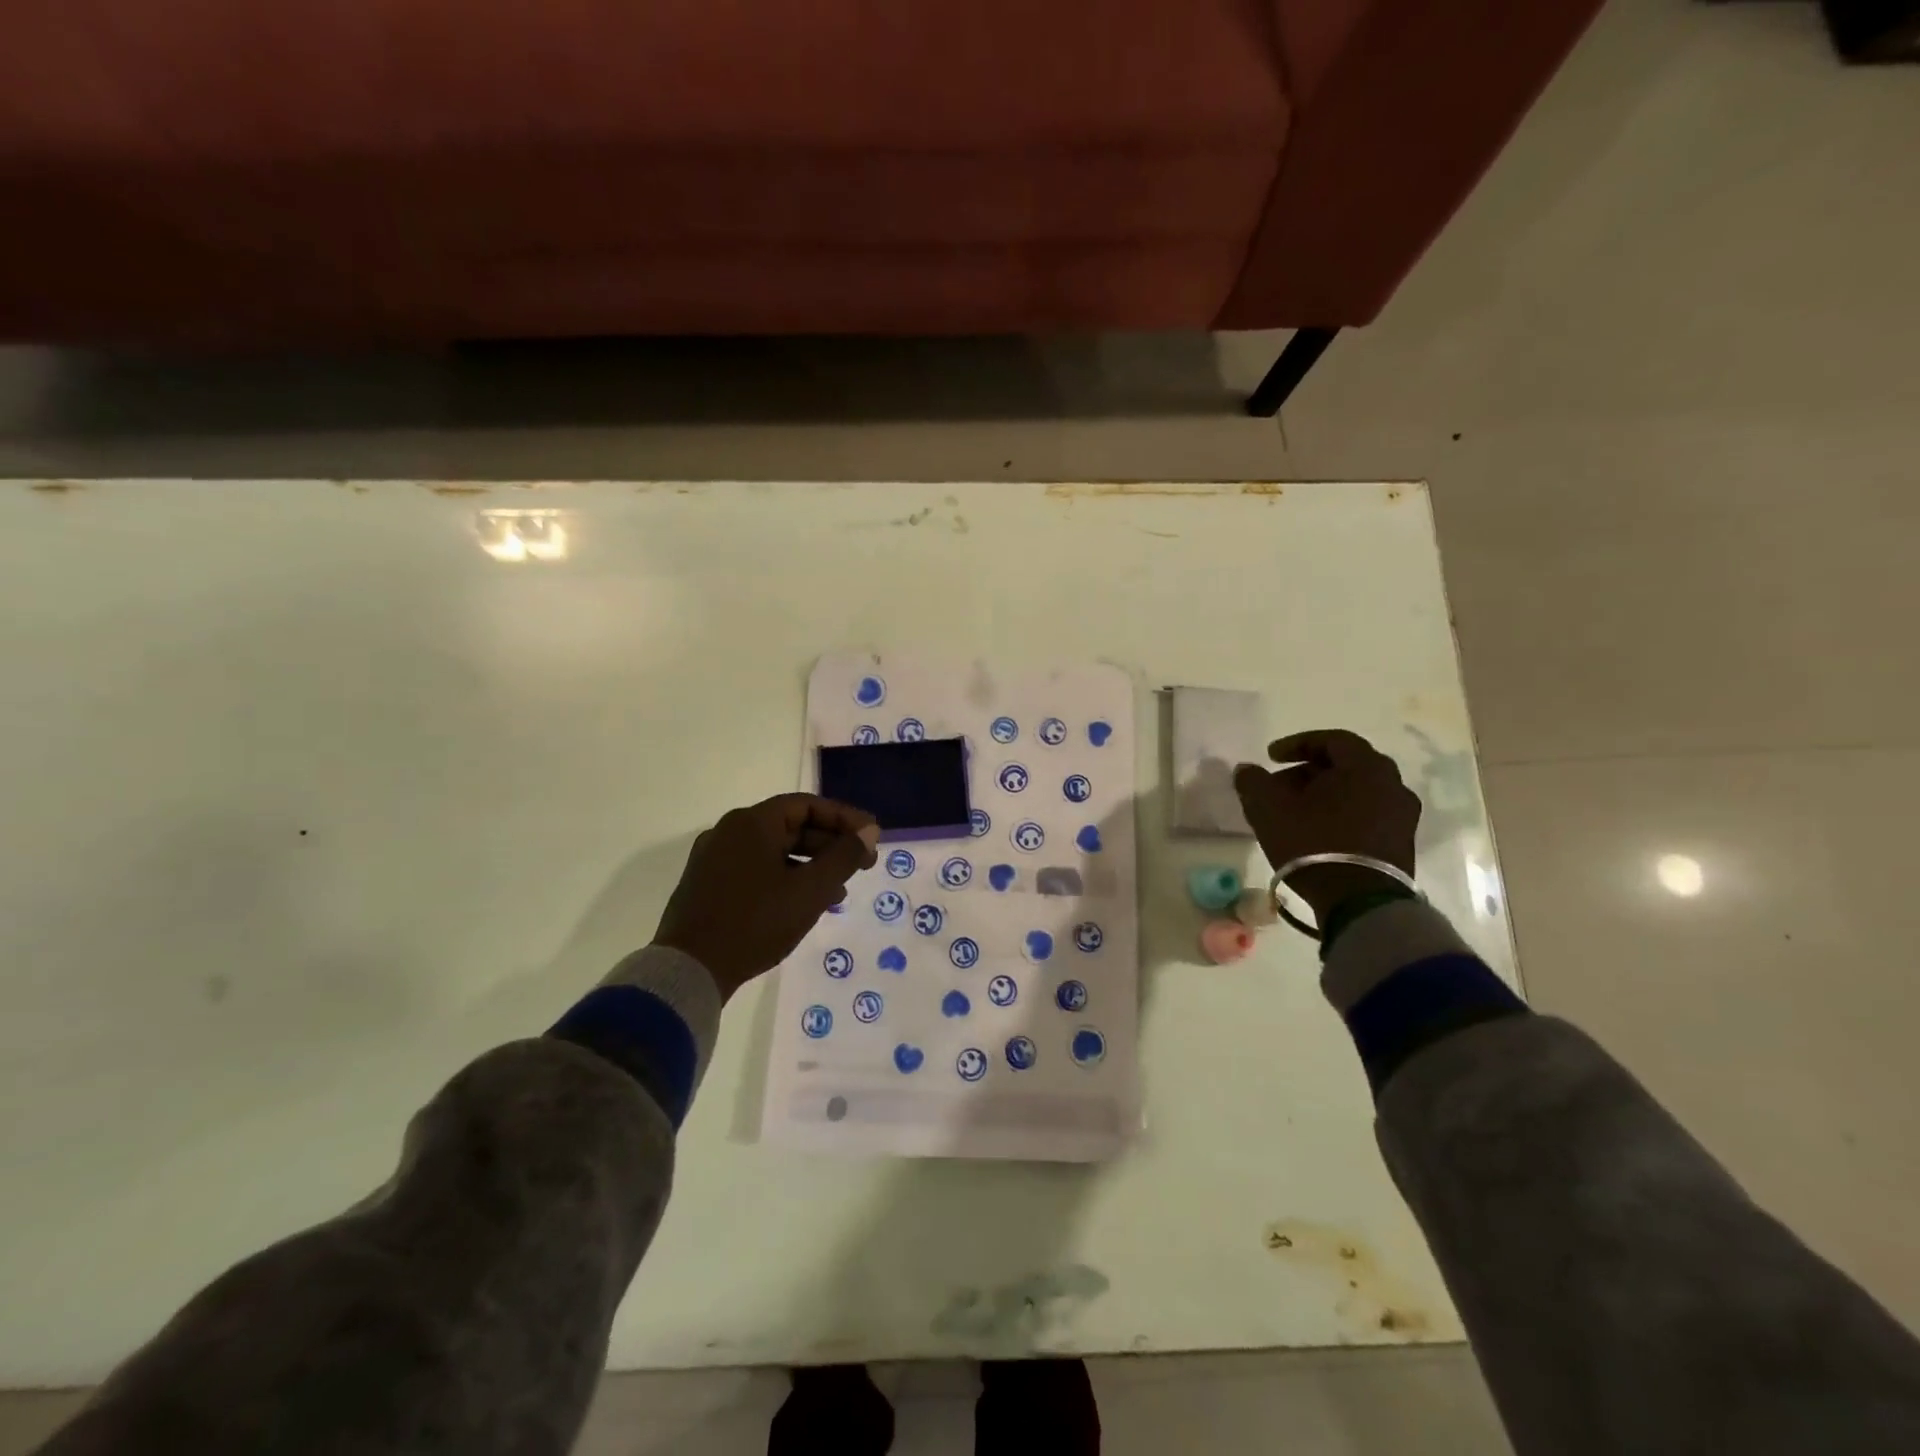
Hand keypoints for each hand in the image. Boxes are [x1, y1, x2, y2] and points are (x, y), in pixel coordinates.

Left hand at [654, 794, 879, 1000]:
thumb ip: (843, 857)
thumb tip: (868, 832)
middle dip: (830, 844)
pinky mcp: (707, 885)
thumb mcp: (810, 890)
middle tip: (862, 865)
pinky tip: (803, 904)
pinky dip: (785, 878)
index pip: (807, 805)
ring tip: (839, 891)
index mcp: (752, 823)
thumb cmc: (756, 922)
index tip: (871, 838)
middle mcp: (729, 831)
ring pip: (774, 850)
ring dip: (810, 865)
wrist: (689, 971)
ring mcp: (714, 859)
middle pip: (790, 826)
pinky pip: (756, 869)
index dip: (844, 819)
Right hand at [1232, 730, 1420, 922]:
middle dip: (1310, 772)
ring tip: (1296, 813)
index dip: (1297, 744)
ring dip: (1326, 796)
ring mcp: (1402, 817)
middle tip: (1281, 786)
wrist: (1360, 902)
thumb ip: (1253, 781)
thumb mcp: (1268, 808)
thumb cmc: (1313, 843)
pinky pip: (1368, 816)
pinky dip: (1341, 815)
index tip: (1271, 756)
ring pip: (1358, 793)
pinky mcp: (1402, 845)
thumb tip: (1247, 770)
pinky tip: (1318, 833)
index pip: (1333, 740)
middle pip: (1346, 766)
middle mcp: (1392, 784)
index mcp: (1365, 766)